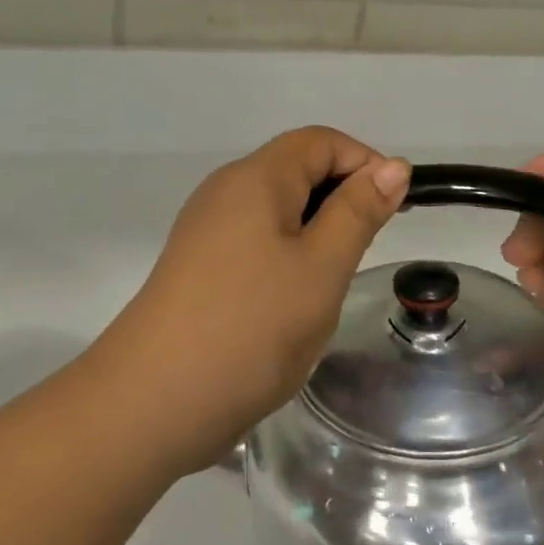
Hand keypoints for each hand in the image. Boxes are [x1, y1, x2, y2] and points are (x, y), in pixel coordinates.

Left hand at [97, 127, 409, 475]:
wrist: (151, 402)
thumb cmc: (250, 327)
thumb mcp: (321, 267)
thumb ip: (358, 211)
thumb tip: (392, 166)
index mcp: (255, 177)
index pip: (320, 141)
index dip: (364, 163)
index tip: (392, 211)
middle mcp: (225, 190)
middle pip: (296, 169)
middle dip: (340, 199)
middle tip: (362, 254)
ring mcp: (205, 228)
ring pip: (277, 209)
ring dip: (315, 233)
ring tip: (328, 284)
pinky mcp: (197, 264)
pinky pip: (254, 239)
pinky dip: (286, 255)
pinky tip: (290, 303)